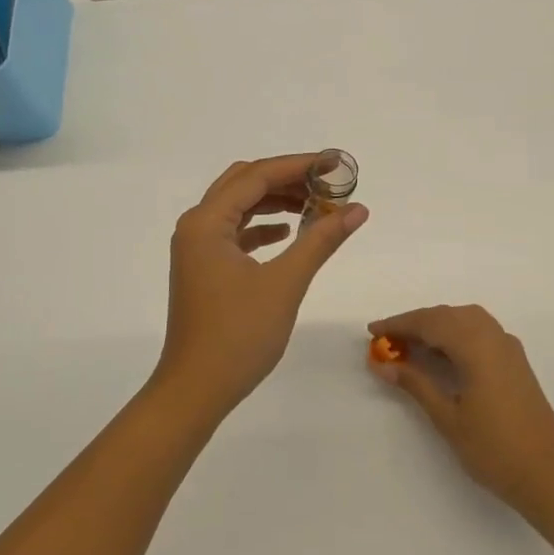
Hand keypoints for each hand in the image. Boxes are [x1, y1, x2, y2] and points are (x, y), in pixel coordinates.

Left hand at [155, 154, 369, 419]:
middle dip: (286, 179)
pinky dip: (262, 227)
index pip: (257, 176)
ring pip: (238, 208)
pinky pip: (234, 233)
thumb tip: (357, 209)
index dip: (298, 166)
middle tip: (327, 184)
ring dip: (275, 202)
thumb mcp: (285, 283)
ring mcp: (197, 249)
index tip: (336, 165)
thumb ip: (321, 240)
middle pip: (243, 184)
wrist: (196, 389)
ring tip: (316, 206)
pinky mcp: (204, 269)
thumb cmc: (238, 334)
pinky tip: (288, 233)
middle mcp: (196, 227)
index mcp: (207, 222)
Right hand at [367, 304, 553, 519]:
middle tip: (387, 340)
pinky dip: (456, 333)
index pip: (431, 322)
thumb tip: (383, 364)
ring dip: (437, 325)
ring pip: (466, 319)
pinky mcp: (516, 362)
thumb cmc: (494, 450)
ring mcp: (509, 348)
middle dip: (416, 322)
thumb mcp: (448, 418)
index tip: (372, 331)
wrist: (549, 475)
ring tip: (411, 345)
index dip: (399, 324)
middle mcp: (495, 338)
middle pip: (449, 315)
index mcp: (477, 347)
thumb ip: (416, 384)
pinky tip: (443, 354)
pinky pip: (480, 331)